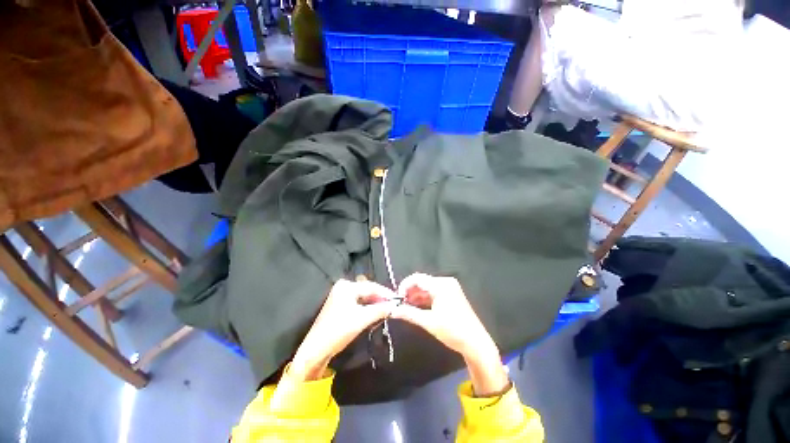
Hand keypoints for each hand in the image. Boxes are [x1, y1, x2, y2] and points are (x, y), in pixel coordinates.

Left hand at [290, 279, 396, 380]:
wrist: (316, 350)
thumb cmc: (339, 331)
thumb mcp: (362, 319)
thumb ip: (380, 309)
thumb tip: (396, 305)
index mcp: (346, 286)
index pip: (371, 286)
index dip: (385, 293)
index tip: (398, 299)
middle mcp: (343, 287)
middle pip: (367, 290)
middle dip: (380, 298)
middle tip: (394, 305)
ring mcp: (340, 296)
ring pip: (363, 297)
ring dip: (375, 303)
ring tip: (387, 309)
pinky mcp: (340, 305)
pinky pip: (358, 302)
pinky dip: (367, 307)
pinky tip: (375, 312)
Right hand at [391, 273, 508, 396]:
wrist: (476, 343)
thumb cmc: (453, 331)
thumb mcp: (428, 322)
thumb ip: (408, 313)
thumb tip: (391, 310)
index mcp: (441, 285)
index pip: (417, 278)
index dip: (404, 286)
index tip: (397, 299)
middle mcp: (446, 282)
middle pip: (422, 282)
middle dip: (410, 292)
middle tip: (400, 304)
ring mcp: (450, 288)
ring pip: (427, 287)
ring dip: (416, 296)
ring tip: (407, 307)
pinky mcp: (452, 295)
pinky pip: (434, 292)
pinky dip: (425, 299)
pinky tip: (417, 307)